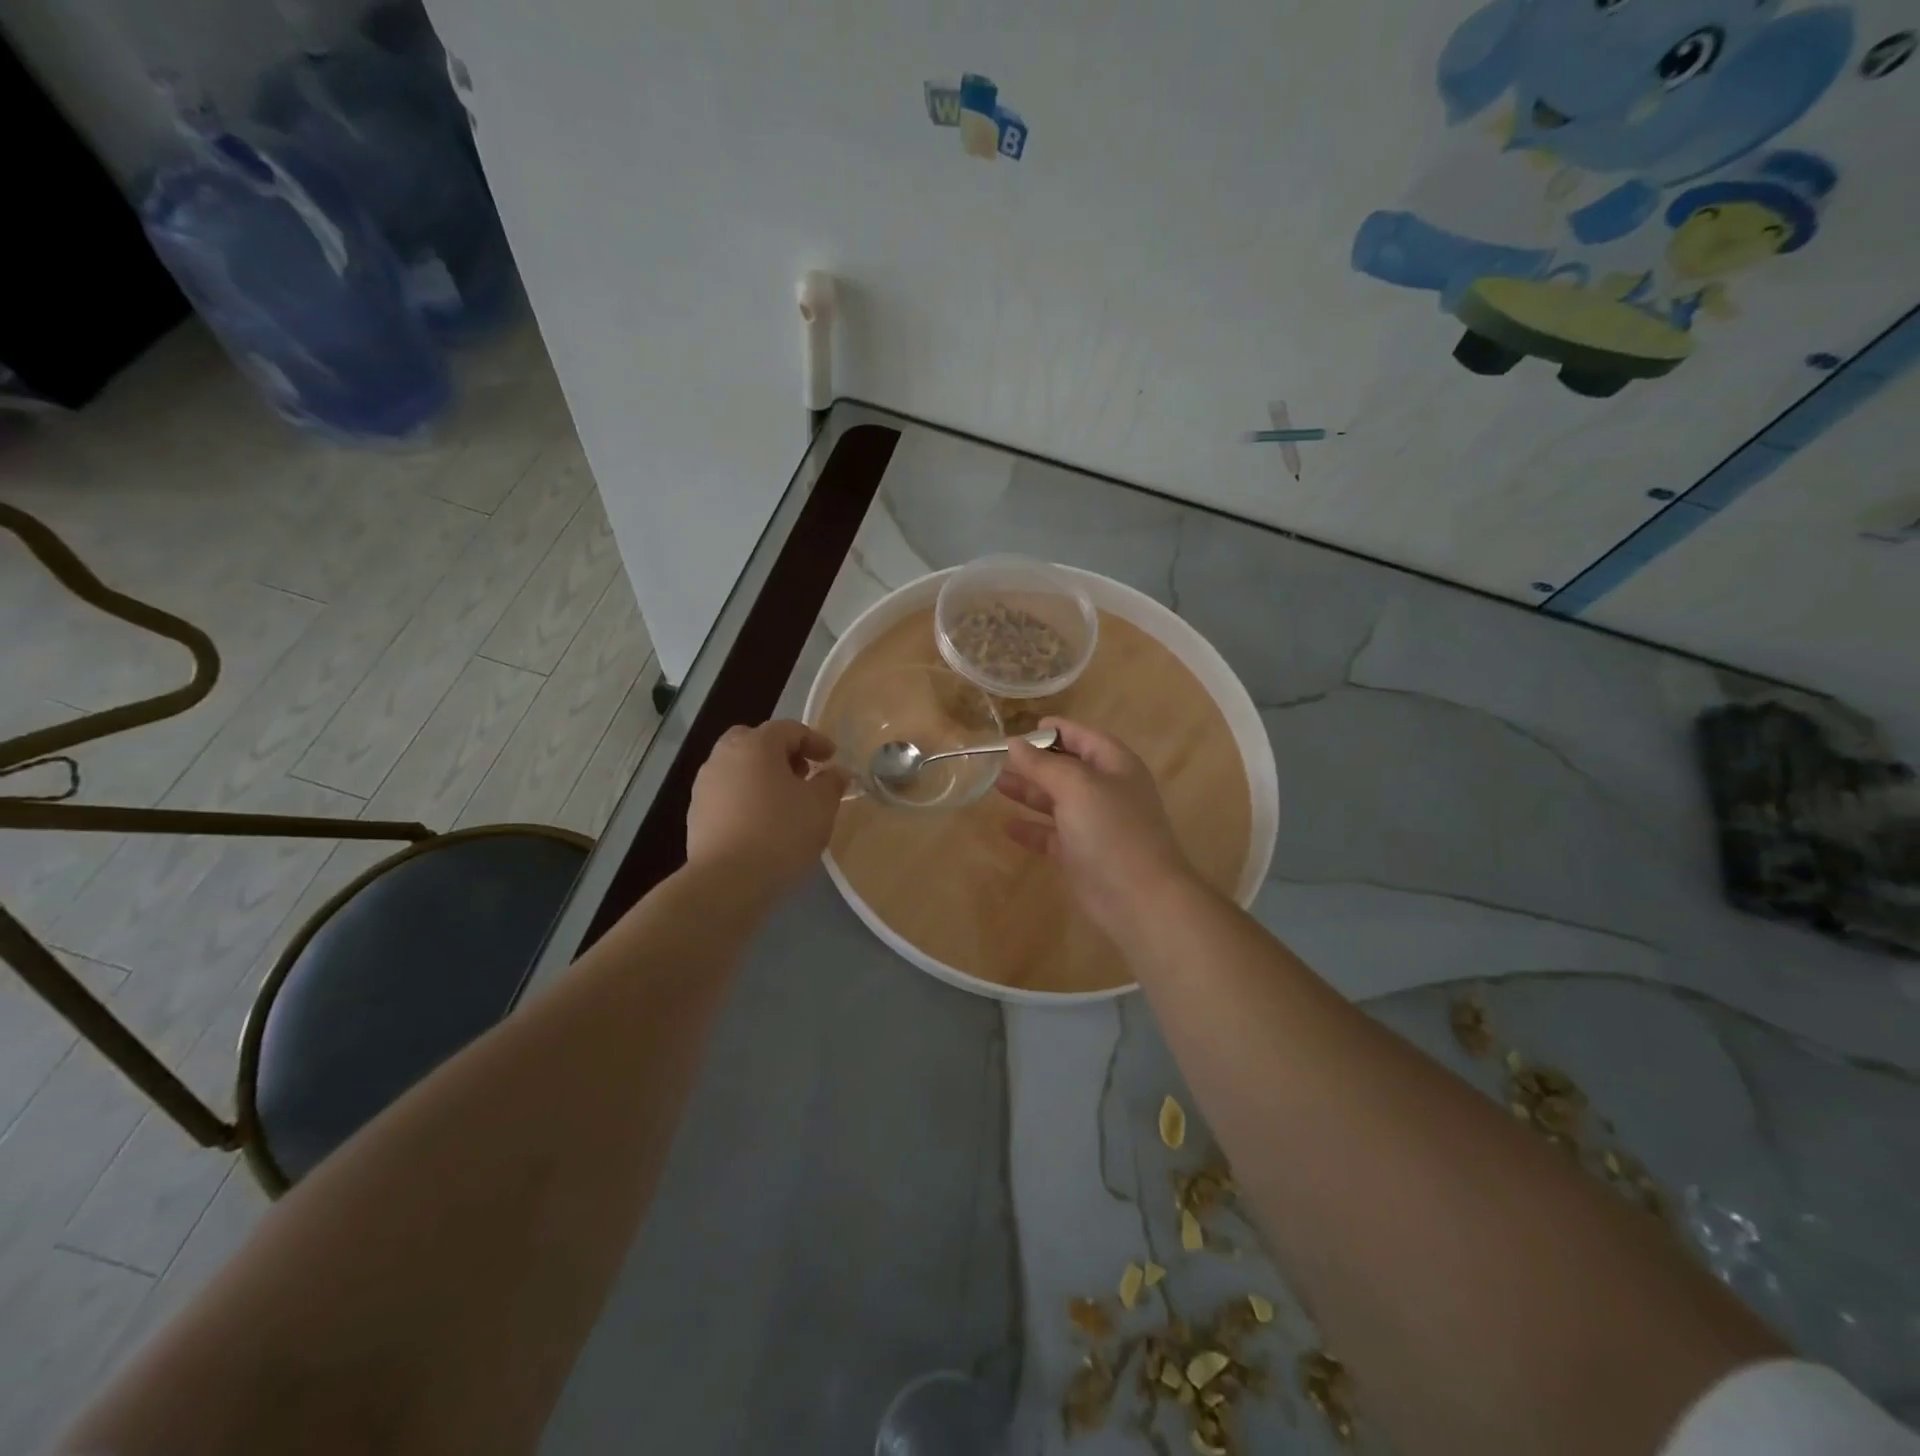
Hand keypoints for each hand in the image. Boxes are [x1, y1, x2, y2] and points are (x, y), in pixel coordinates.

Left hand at [686, 720, 846, 893]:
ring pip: (738, 767)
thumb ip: (831, 783)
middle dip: (782, 753)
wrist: (728, 881)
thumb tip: (836, 772)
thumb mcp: (821, 806)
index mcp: (756, 744)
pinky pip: (727, 794)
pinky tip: (762, 823)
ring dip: (762, 776)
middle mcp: (724, 756)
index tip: (832, 759)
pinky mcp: (696, 813)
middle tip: (803, 774)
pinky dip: (746, 798)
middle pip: (756, 741)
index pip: (790, 729)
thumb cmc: (781, 833)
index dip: (816, 741)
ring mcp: (705, 785)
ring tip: (784, 801)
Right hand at [996, 718, 1194, 936]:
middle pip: (1067, 768)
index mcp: (1115, 766)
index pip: (1084, 737)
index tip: (1024, 729)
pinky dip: (1032, 829)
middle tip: (1000, 759)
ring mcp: (1095, 825)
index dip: (1057, 730)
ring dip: (1029, 792)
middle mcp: (1106, 791)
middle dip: (1035, 763)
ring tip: (996, 785)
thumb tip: (1014, 743)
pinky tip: (1007, 826)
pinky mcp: (1081, 855)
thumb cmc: (1111, 830)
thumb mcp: (1076, 787)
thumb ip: (1043, 764)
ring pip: (1057, 801)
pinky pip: (1052, 835)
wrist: (1138, 897)